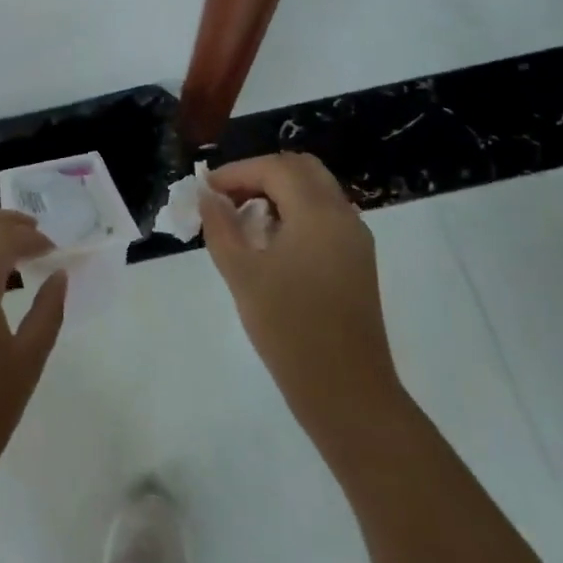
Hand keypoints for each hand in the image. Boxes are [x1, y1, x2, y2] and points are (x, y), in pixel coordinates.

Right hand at [203, 154, 398, 446]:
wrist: (348, 394)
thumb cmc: (290, 330)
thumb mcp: (243, 275)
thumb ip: (221, 228)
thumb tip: (208, 197)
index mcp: (318, 213)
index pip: (275, 168)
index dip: (236, 172)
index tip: (205, 188)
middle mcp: (343, 216)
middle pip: (300, 169)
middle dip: (260, 174)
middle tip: (226, 196)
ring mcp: (355, 239)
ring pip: (315, 191)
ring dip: (278, 192)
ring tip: (243, 218)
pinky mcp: (357, 261)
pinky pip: (325, 216)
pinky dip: (295, 212)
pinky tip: (270, 242)